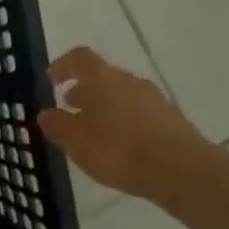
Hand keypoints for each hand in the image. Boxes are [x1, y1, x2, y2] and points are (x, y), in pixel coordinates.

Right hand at [36, 47, 207, 199]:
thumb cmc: (118, 149)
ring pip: (122, 95)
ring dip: (104, 107)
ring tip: (93, 131)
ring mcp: (154, 99)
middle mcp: (129, 81)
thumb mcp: (75, 140)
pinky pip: (140, 114)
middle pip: (102, 77)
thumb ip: (57, 125)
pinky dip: (125, 123)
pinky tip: (120, 146)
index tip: (50, 80)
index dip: (63, 65)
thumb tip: (46, 113)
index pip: (79, 58)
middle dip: (84, 90)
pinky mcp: (172, 120)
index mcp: (102, 78)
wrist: (181, 169)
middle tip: (68, 108)